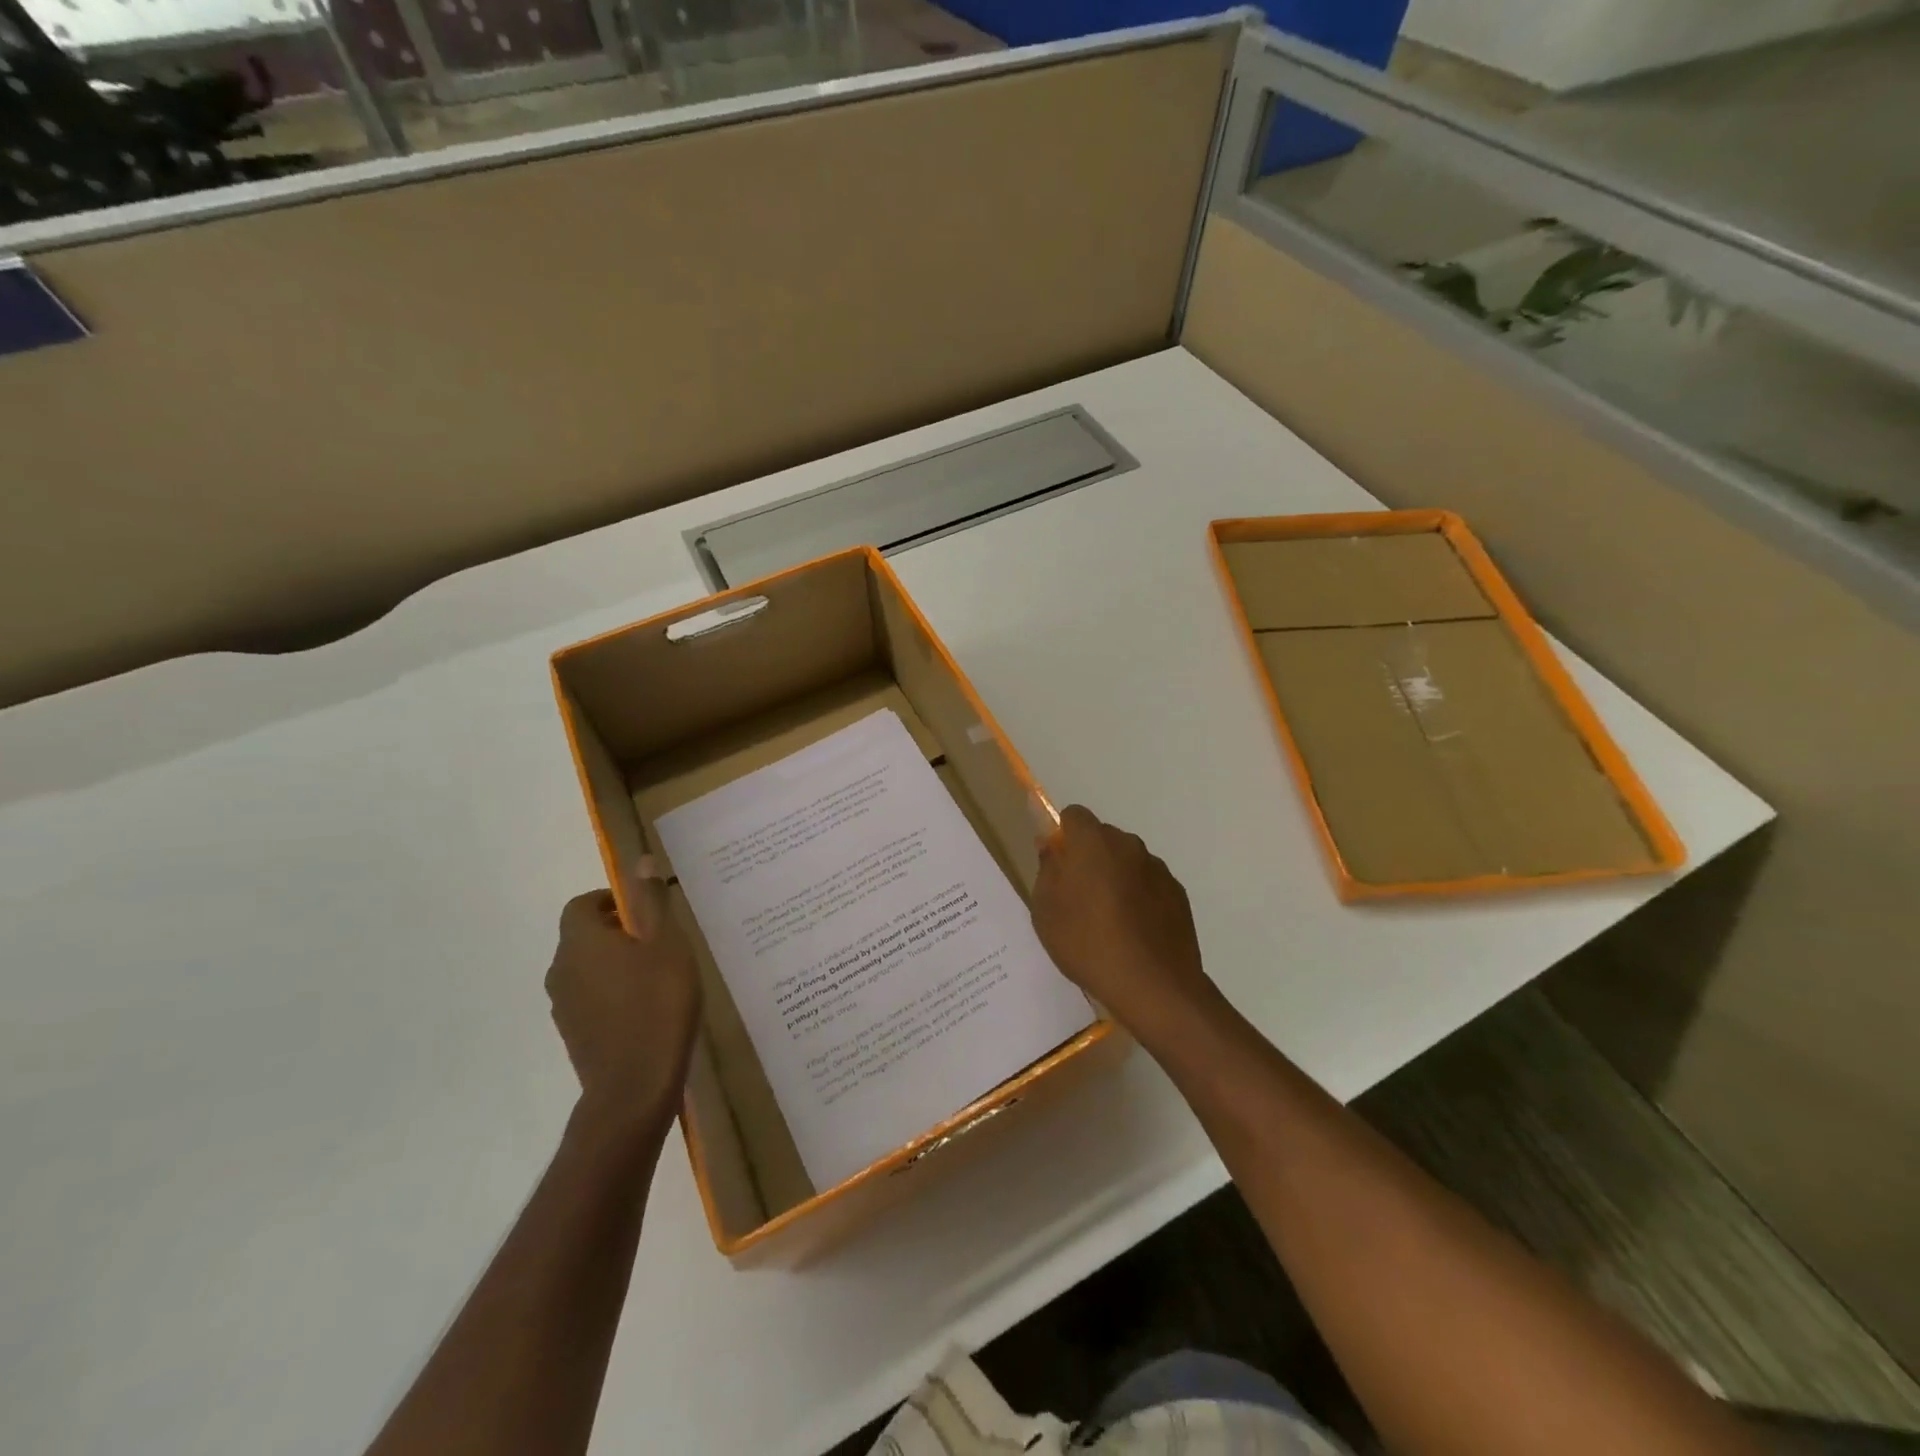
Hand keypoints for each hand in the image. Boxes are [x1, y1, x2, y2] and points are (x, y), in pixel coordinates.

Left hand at [546, 859, 702, 1130]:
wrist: (634, 1087)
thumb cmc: (657, 1004)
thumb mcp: (666, 944)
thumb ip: (651, 903)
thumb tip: (640, 861)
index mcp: (580, 942)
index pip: (582, 904)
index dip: (612, 900)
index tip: (647, 911)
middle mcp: (562, 969)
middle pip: (584, 936)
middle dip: (619, 932)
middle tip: (662, 942)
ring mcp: (564, 1006)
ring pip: (588, 969)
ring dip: (617, 965)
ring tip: (659, 977)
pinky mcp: (574, 1035)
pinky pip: (592, 999)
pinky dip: (615, 994)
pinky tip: (648, 1010)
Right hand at [1030, 804, 1219, 1044]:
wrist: (1153, 985)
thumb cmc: (1087, 944)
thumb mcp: (1046, 911)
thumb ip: (1047, 870)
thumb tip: (1051, 847)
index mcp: (1093, 842)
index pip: (1074, 815)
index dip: (1063, 835)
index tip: (1058, 865)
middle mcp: (1128, 845)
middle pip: (1102, 837)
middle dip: (1089, 856)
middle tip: (1078, 897)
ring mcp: (1157, 868)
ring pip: (1127, 860)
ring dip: (1116, 877)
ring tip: (1108, 920)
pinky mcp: (1177, 893)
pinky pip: (1149, 883)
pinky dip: (1139, 897)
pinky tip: (1134, 932)